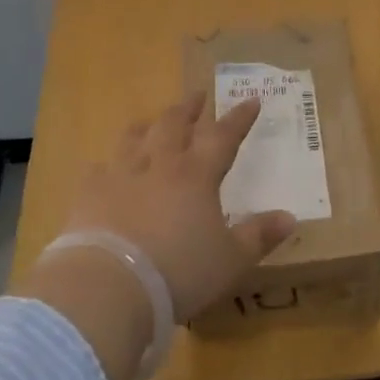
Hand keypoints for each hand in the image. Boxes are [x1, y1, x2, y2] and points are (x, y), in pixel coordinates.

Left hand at [61, 91, 296, 322]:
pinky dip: (104, 166)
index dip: (239, 118)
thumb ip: (258, 236)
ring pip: (135, 138)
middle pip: (175, 124)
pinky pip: (97, 170)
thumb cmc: (179, 272)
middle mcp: (160, 165)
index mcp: (197, 175)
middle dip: (189, 108)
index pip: (223, 136)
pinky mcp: (89, 194)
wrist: (110, 284)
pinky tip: (102, 168)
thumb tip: (290, 217)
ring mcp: (121, 175)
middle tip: (197, 95)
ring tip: (152, 121)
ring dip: (147, 126)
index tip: (251, 100)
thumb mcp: (230, 261)